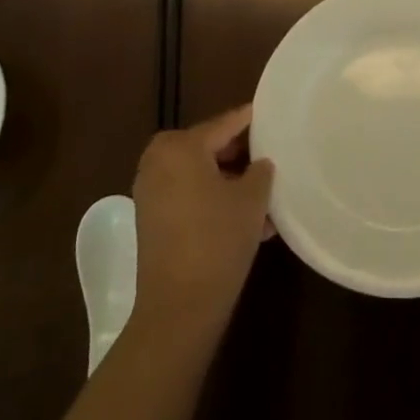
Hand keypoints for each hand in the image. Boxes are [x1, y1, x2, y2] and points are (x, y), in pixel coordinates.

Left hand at [131, 105, 273, 343]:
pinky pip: (188, 196)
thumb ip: (260, 171)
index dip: (249, 120)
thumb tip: (260, 163)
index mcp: (181, 147)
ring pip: (199, 174)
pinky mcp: (151, 219)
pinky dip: (212, 200)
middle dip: (239, 154)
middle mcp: (159, 162)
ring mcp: (151, 192)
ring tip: (263, 194)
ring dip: (228, 181)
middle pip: (208, 147)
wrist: (179, 307)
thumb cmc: (218, 240)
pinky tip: (246, 218)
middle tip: (269, 156)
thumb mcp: (252, 200)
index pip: (224, 124)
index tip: (269, 112)